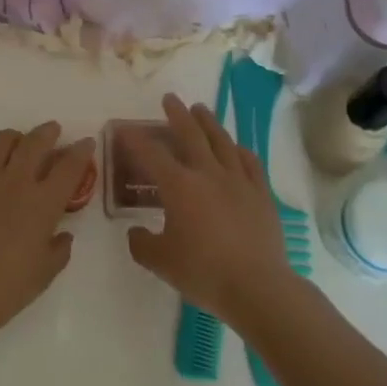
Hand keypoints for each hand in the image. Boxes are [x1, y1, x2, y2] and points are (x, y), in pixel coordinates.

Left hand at [0, 121, 93, 351]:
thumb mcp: (43, 275)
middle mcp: (15, 182)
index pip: (69, 166)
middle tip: (53, 131)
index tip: (86, 142)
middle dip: (48, 132)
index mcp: (42, 203)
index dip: (81, 151)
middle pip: (36, 141)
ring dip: (15, 138)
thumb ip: (59, 250)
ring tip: (17, 144)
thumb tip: (63, 235)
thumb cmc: (4, 289)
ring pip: (1, 140)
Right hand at [122, 94, 302, 332]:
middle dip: (177, 115)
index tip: (125, 129)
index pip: (152, 155)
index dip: (136, 140)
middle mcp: (208, 173)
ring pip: (221, 141)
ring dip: (209, 122)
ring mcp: (238, 180)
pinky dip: (240, 150)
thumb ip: (142, 244)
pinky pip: (250, 162)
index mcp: (180, 186)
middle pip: (191, 135)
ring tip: (201, 109)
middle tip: (170, 99)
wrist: (257, 286)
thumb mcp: (161, 262)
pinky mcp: (261, 193)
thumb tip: (136, 232)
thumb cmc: (204, 272)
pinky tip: (236, 147)